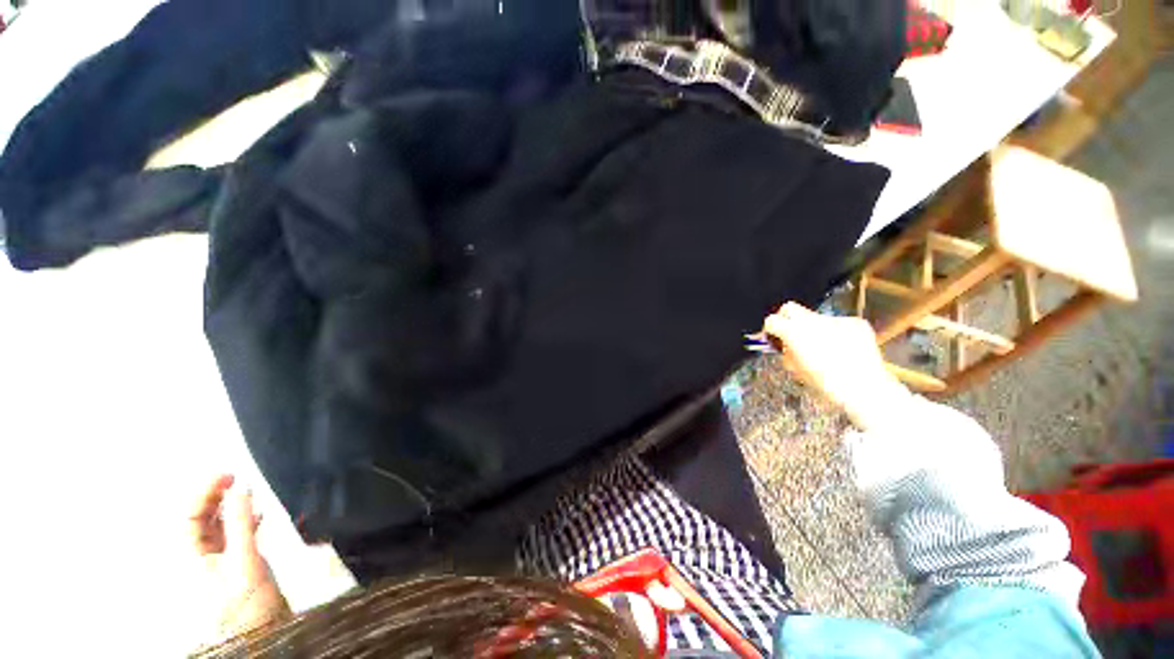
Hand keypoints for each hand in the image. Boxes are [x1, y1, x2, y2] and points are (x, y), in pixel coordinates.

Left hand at [189, 474, 289, 641]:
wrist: (260, 636)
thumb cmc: (246, 604)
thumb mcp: (245, 562)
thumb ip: (241, 525)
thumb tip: (241, 491)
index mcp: (191, 557)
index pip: (189, 515)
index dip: (205, 492)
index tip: (229, 475)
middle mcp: (198, 557)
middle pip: (199, 519)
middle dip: (216, 496)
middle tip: (236, 478)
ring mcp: (216, 563)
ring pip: (217, 527)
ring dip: (231, 507)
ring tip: (247, 492)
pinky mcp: (234, 566)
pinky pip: (233, 536)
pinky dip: (243, 520)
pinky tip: (256, 515)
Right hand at [763, 303, 907, 429]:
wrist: (865, 388)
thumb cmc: (827, 384)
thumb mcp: (798, 371)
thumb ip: (788, 354)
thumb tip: (786, 347)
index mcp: (794, 333)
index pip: (772, 320)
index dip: (770, 329)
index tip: (774, 338)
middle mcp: (812, 320)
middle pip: (790, 308)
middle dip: (787, 319)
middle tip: (792, 334)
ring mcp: (836, 319)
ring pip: (816, 318)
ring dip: (815, 329)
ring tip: (826, 348)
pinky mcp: (855, 322)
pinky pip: (839, 324)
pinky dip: (837, 333)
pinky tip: (845, 349)